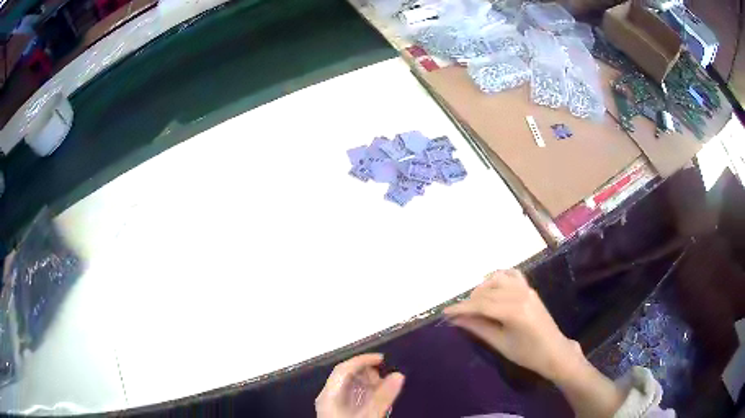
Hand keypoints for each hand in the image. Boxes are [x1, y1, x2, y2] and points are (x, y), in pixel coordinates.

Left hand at [316, 353, 404, 417]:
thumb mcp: (369, 417)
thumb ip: (383, 397)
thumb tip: (399, 375)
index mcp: (329, 396)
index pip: (343, 370)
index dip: (362, 360)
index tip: (382, 359)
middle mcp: (328, 397)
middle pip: (345, 376)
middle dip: (366, 373)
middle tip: (386, 377)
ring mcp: (332, 406)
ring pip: (348, 386)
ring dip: (367, 383)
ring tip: (384, 387)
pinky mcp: (339, 413)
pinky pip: (351, 397)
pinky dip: (365, 393)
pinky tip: (377, 398)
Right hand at [444, 270, 582, 381]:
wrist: (554, 351)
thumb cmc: (527, 354)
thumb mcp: (500, 344)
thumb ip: (478, 328)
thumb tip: (456, 320)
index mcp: (514, 311)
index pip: (481, 305)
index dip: (460, 308)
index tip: (444, 312)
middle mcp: (520, 294)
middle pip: (487, 292)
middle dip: (468, 301)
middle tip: (455, 313)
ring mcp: (527, 289)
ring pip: (497, 279)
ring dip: (482, 288)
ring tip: (473, 303)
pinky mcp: (530, 289)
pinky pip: (512, 275)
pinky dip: (499, 277)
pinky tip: (491, 287)